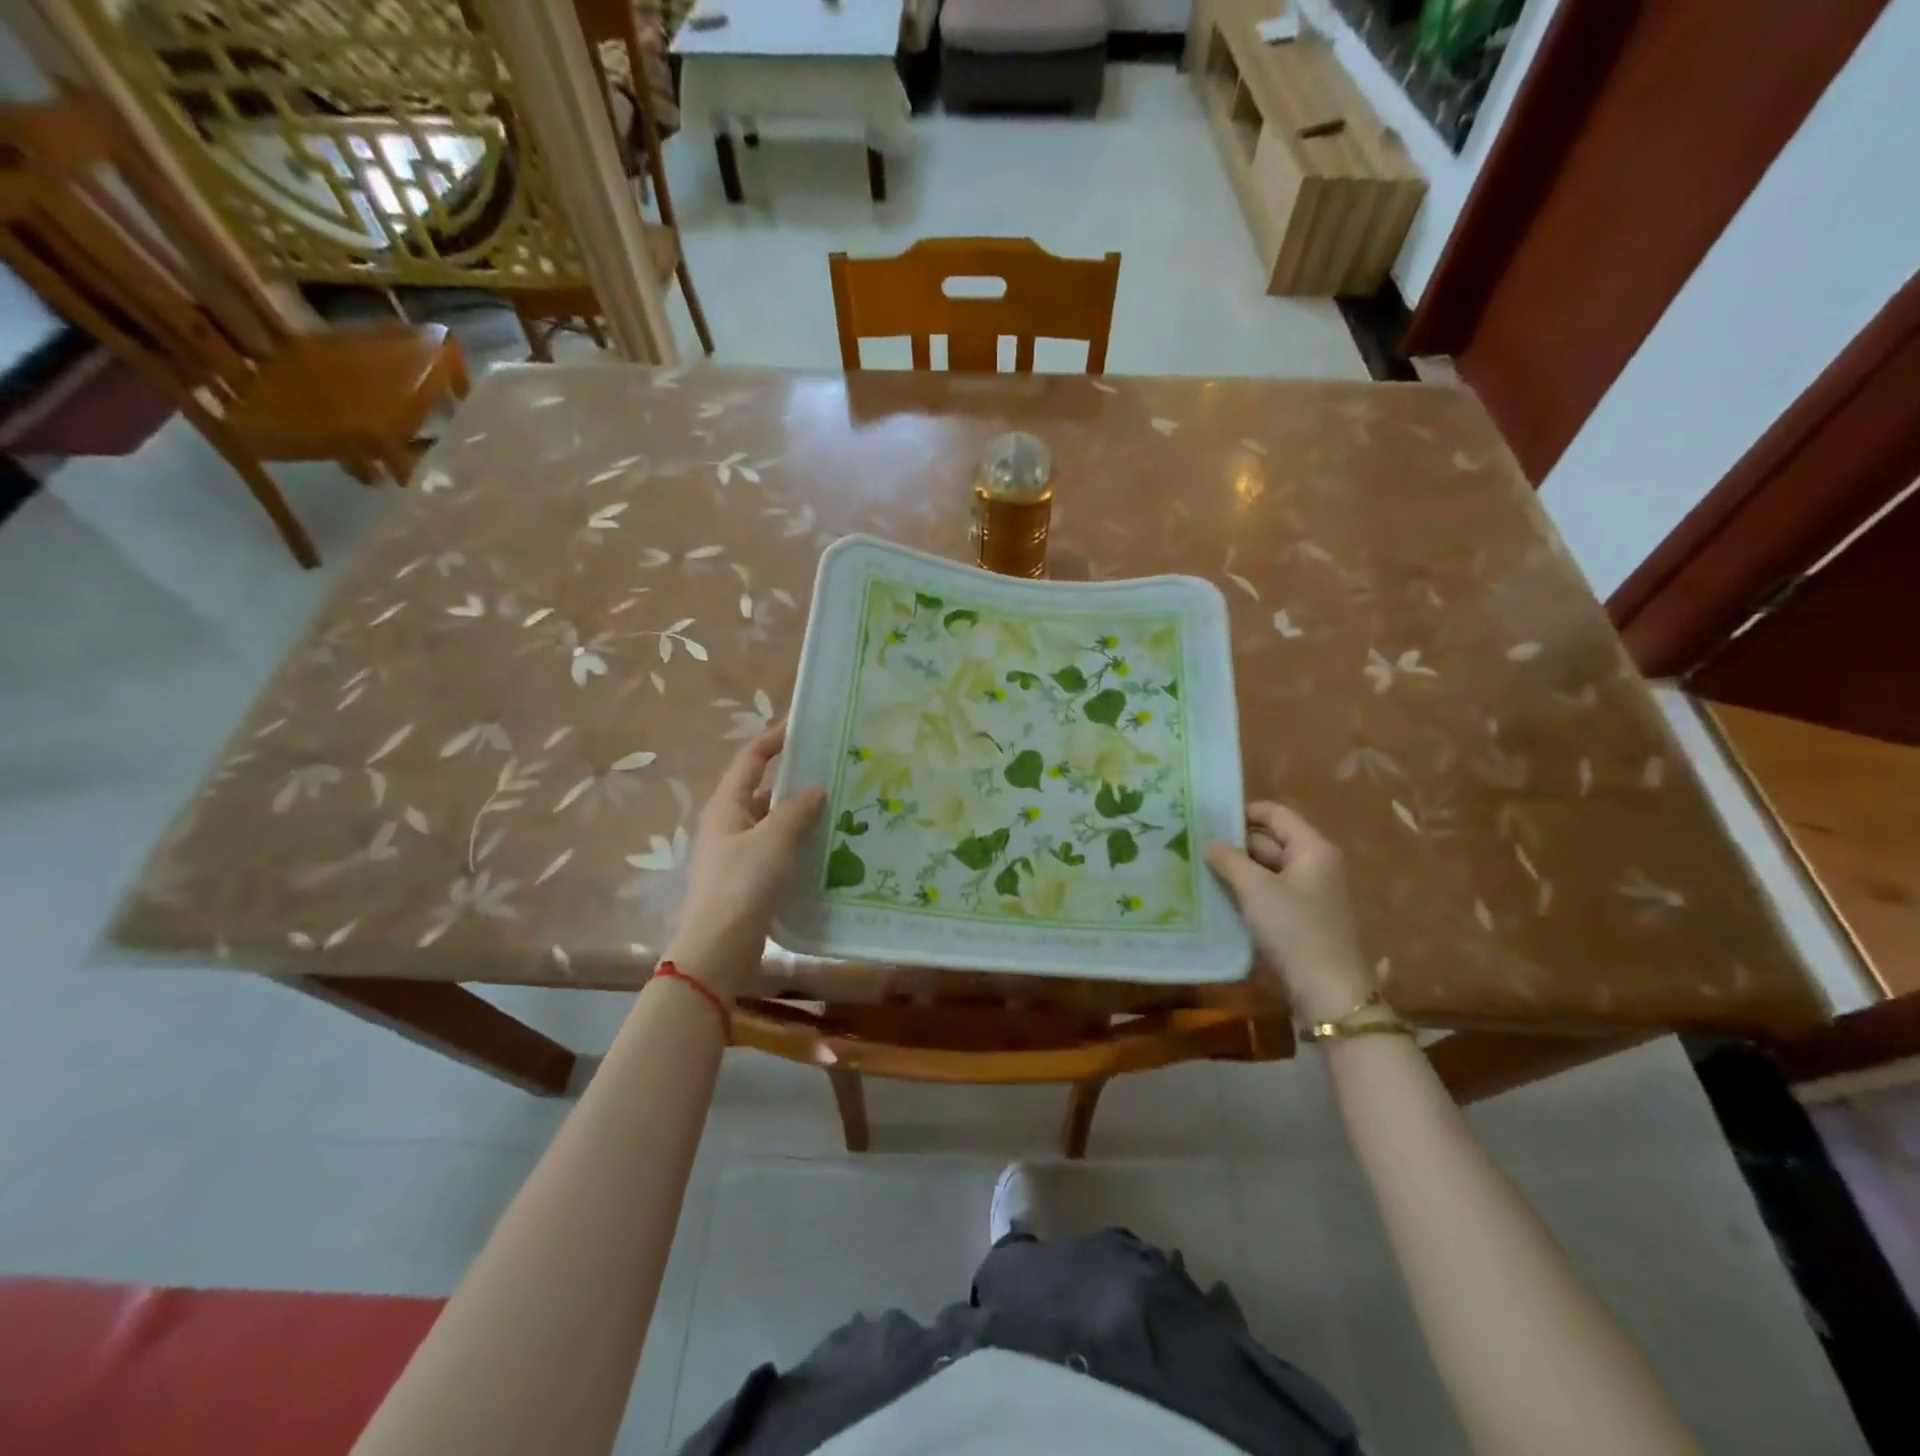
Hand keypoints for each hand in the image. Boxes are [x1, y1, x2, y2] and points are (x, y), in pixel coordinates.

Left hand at [664, 725, 824, 996]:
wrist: (719, 947)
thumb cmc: (742, 884)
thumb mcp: (773, 840)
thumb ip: (795, 810)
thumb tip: (815, 787)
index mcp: (727, 805)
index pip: (750, 759)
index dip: (774, 739)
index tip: (803, 727)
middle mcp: (729, 823)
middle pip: (763, 789)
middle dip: (794, 778)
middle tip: (833, 771)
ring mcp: (738, 852)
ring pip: (772, 821)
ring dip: (799, 813)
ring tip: (838, 806)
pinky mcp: (749, 878)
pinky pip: (777, 848)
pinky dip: (798, 842)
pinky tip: (825, 846)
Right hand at [1205, 803, 1377, 1024]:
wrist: (1327, 991)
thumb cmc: (1295, 929)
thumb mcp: (1256, 889)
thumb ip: (1229, 860)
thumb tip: (1208, 843)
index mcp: (1312, 848)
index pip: (1274, 813)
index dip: (1242, 811)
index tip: (1206, 818)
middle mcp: (1314, 864)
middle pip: (1269, 840)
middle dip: (1233, 843)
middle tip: (1192, 843)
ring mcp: (1307, 893)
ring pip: (1265, 869)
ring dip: (1235, 868)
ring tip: (1196, 866)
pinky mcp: (1298, 918)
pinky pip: (1267, 893)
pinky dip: (1245, 891)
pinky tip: (1215, 894)